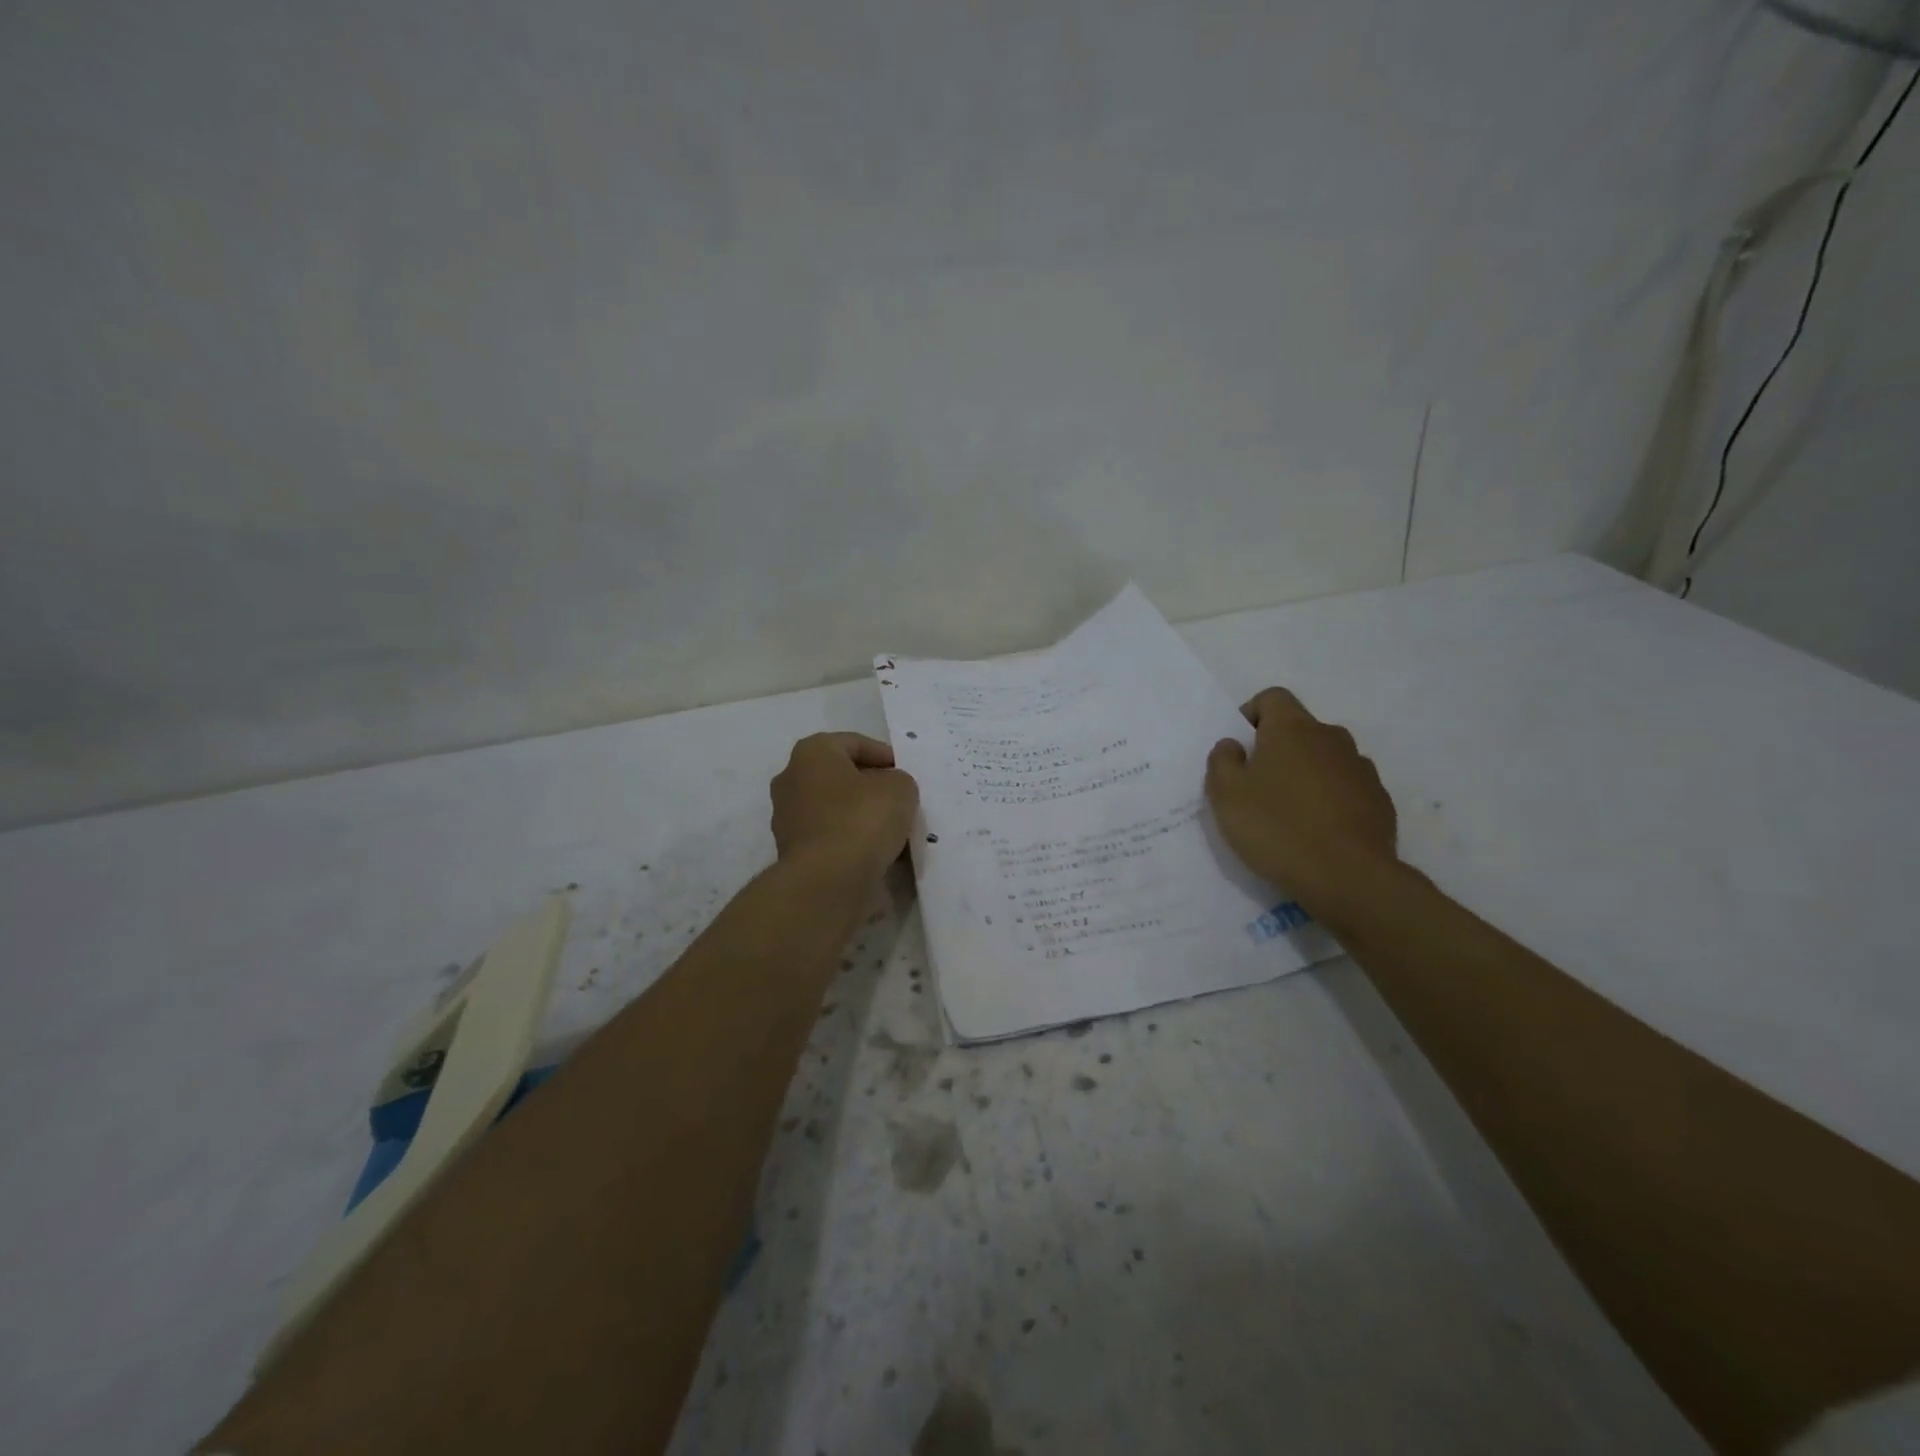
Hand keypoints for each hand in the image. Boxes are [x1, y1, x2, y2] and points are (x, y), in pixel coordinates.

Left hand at [770, 733, 920, 883]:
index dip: (884, 756)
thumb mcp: (900, 788)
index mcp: (811, 753)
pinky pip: (831, 838)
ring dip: (862, 817)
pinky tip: (877, 855)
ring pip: (835, 809)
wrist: (827, 881)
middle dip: (871, 788)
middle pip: (841, 777)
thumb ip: (898, 781)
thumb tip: (887, 792)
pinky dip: (852, 843)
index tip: (906, 774)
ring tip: (893, 833)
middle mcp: (791, 780)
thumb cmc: (862, 819)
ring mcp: (788, 818)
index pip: (854, 743)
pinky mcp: (793, 853)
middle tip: (900, 802)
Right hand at [1205, 688, 1399, 924]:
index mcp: (1292, 729)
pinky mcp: (1379, 800)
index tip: (1239, 749)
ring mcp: (1361, 769)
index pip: (1272, 698)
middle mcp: (1331, 738)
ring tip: (1289, 813)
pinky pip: (1346, 788)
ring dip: (1305, 775)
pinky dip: (1329, 799)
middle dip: (1277, 749)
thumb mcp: (1226, 795)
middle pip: (1299, 729)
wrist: (1349, 877)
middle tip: (1257, 786)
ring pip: (1324, 759)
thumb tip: (1233, 745)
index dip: (1251, 715)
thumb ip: (1222, 761)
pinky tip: (1317, 831)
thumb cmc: (1277, 828)